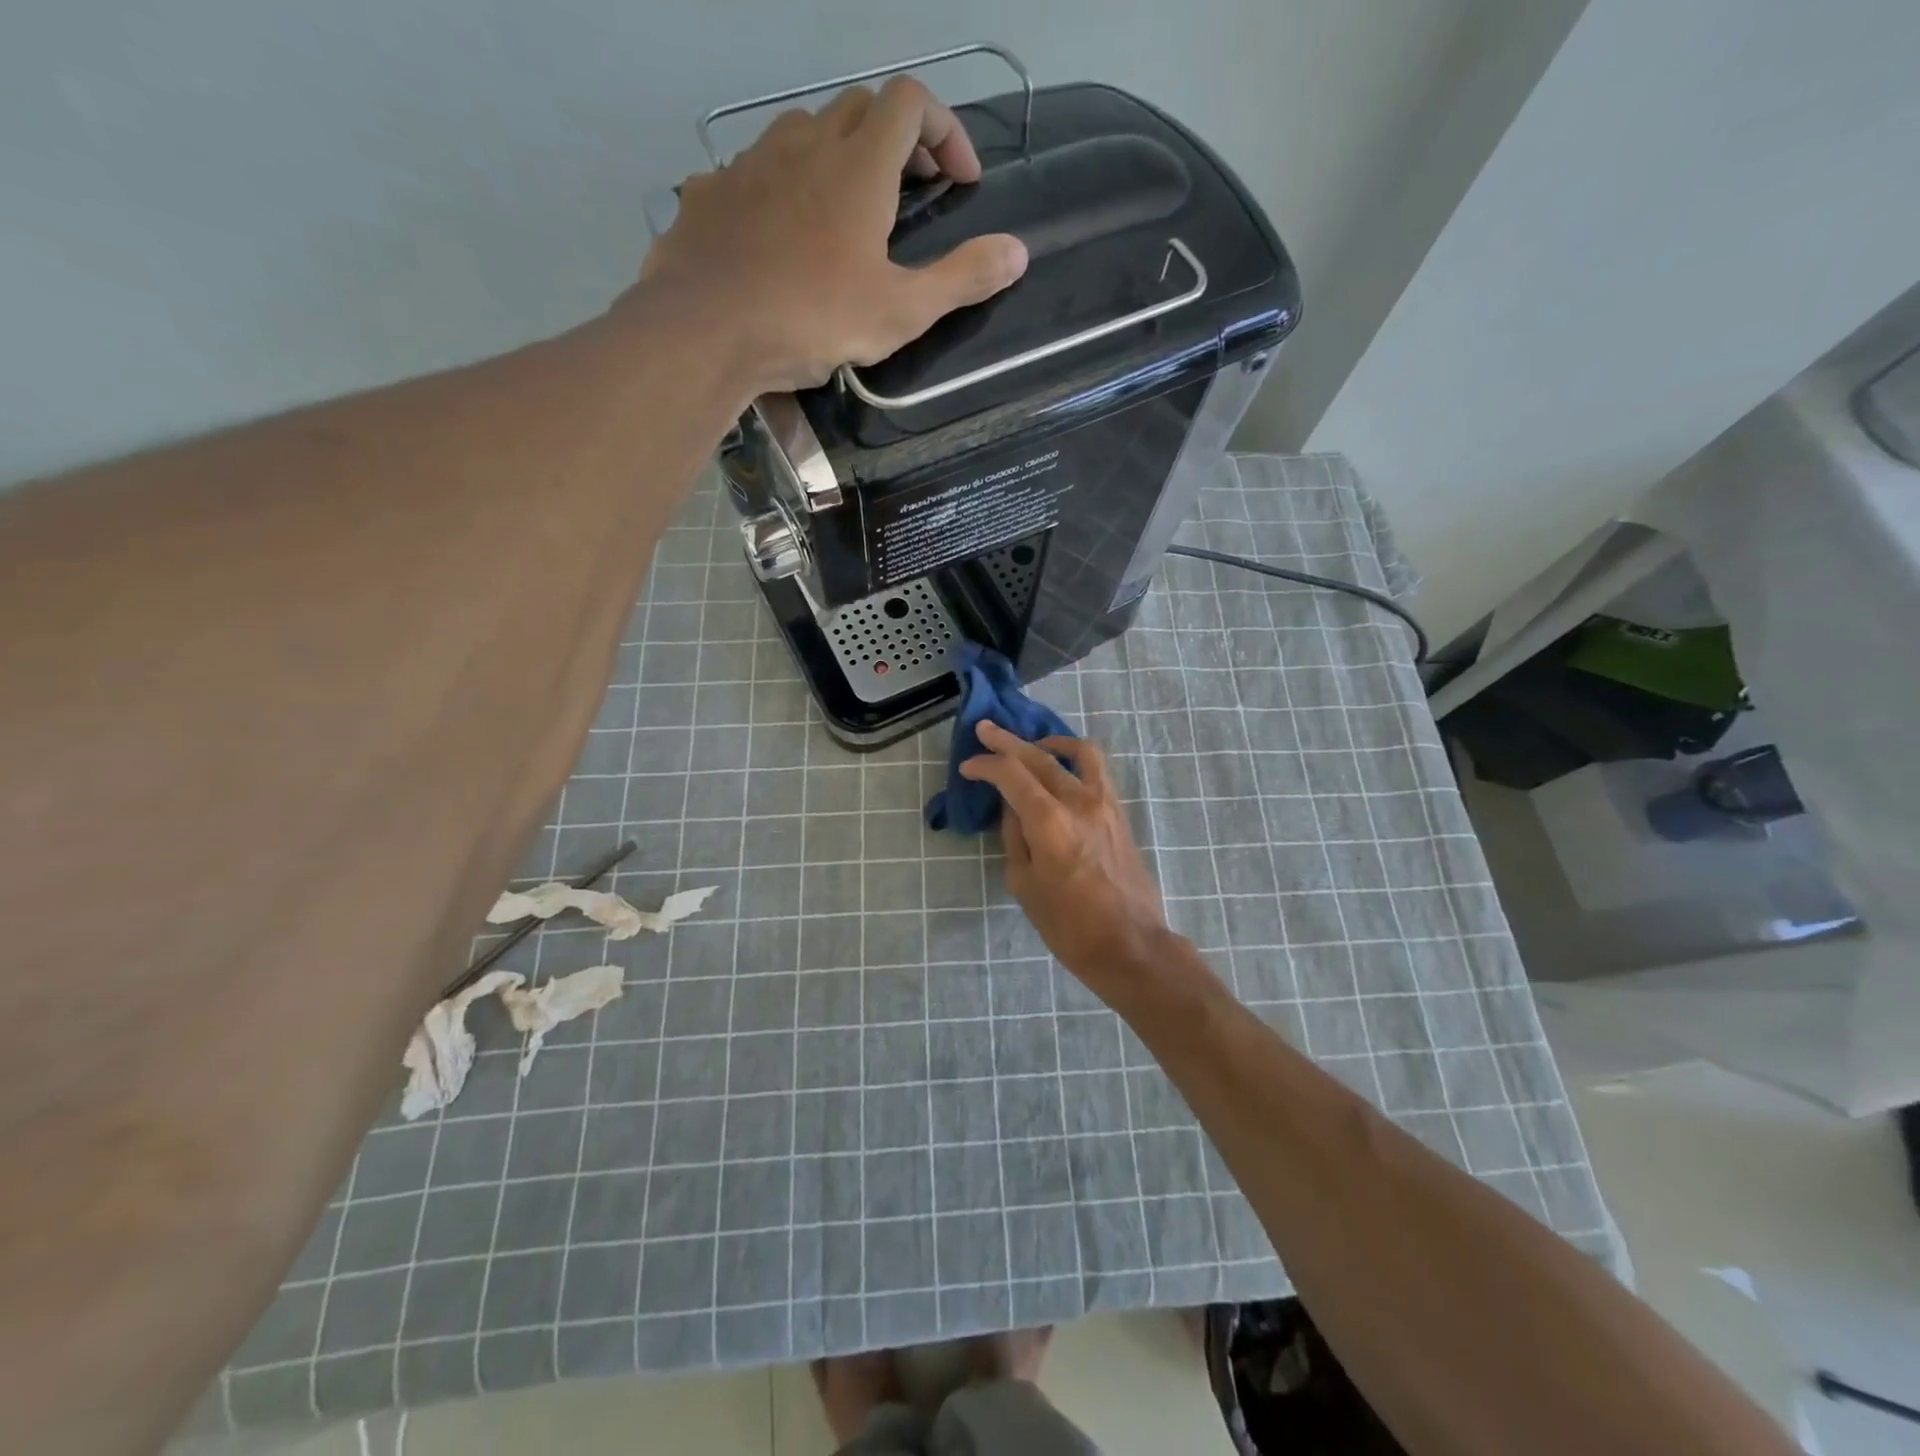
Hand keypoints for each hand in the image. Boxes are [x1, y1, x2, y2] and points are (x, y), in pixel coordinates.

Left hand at [635, 77, 1028, 395]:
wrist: (706, 329)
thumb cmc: (813, 320)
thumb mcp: (900, 311)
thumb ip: (961, 280)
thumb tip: (1018, 252)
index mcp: (859, 165)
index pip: (911, 102)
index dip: (945, 129)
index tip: (960, 181)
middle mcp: (806, 143)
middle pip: (861, 109)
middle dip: (898, 141)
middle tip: (914, 192)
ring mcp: (752, 161)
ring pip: (805, 131)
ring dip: (839, 155)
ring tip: (849, 211)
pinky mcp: (713, 191)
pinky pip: (757, 169)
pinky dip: (786, 185)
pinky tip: (784, 231)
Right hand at [960, 720, 1166, 972]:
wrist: (1130, 944)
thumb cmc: (1069, 925)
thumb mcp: (1025, 884)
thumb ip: (1015, 837)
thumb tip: (1013, 808)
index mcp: (1049, 821)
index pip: (1011, 774)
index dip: (985, 765)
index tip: (968, 768)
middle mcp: (1078, 801)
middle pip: (1039, 756)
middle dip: (1007, 742)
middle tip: (986, 730)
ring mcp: (1104, 803)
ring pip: (1078, 753)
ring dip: (1049, 743)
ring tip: (1033, 745)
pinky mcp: (1119, 813)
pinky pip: (1097, 771)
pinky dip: (1075, 759)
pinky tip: (1062, 769)